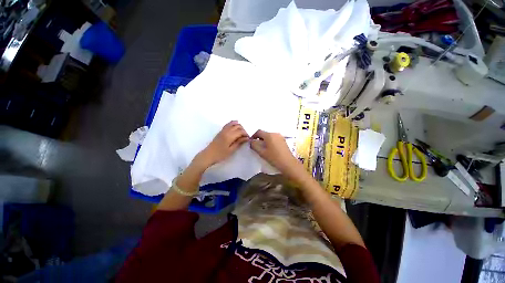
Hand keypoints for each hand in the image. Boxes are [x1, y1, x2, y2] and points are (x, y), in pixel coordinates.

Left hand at [194, 121, 248, 167]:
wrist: (208, 155)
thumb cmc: (220, 155)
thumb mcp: (231, 150)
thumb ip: (239, 143)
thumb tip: (247, 138)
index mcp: (229, 136)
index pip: (241, 131)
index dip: (246, 134)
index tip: (248, 139)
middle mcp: (226, 131)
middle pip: (238, 126)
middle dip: (243, 130)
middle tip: (245, 137)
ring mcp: (223, 130)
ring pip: (233, 124)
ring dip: (239, 126)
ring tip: (242, 132)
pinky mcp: (220, 131)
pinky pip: (228, 124)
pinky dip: (233, 123)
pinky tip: (236, 123)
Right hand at [250, 130, 305, 180]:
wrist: (288, 163)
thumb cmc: (274, 158)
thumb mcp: (262, 152)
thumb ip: (254, 145)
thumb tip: (251, 142)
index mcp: (269, 135)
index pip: (258, 131)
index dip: (253, 135)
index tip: (251, 141)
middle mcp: (275, 133)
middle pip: (264, 133)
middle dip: (259, 138)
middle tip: (256, 145)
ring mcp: (280, 136)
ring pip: (270, 136)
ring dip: (265, 140)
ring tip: (263, 148)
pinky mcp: (283, 140)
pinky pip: (274, 138)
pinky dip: (270, 141)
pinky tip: (270, 148)